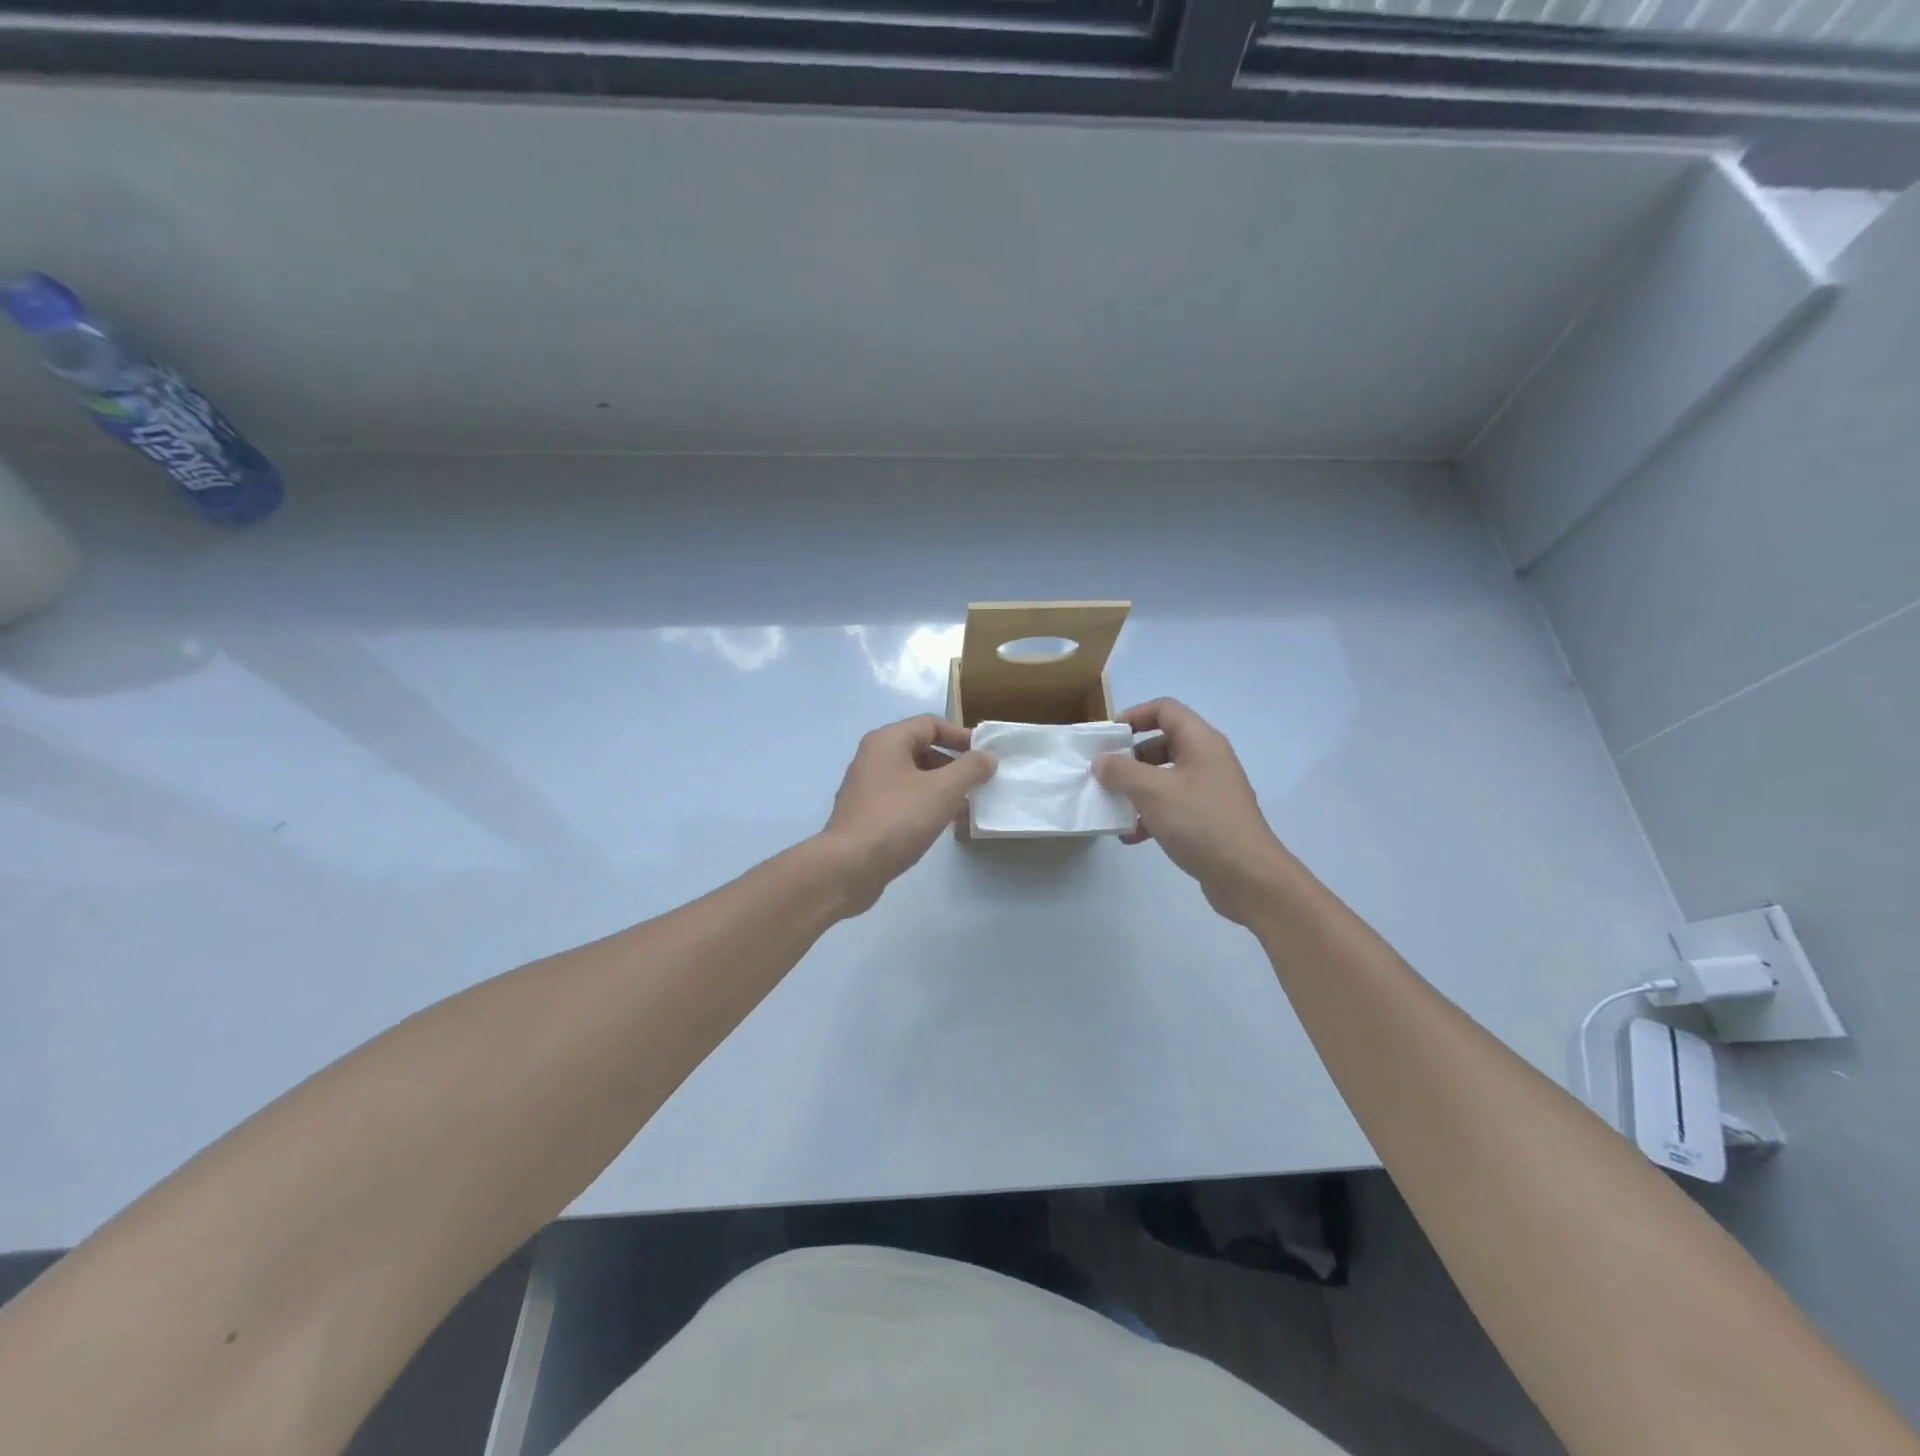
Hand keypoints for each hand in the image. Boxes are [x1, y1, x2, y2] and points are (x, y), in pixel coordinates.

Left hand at [819, 715, 995, 913]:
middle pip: (920, 749)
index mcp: (888, 741)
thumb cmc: (898, 819)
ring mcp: (866, 787)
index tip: (984, 757)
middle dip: (952, 764)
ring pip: (912, 777)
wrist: (849, 867)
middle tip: (977, 784)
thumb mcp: (943, 790)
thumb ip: (970, 769)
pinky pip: (901, 799)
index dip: (961, 736)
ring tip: (964, 807)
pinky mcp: (865, 814)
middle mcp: (873, 757)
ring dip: (940, 787)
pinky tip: (940, 825)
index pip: (930, 724)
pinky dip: (923, 804)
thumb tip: (987, 757)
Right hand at [1092, 698, 1294, 925]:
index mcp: (1201, 742)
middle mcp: (1208, 760)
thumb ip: (1121, 771)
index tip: (1108, 737)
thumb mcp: (1153, 792)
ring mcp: (1210, 791)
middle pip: (1163, 744)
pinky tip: (1131, 836)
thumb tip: (1102, 761)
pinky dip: (1150, 815)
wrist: (1248, 877)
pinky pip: (1172, 806)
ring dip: (1136, 789)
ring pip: (1164, 778)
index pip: (1165, 709)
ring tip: (1112, 807)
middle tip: (1105, 775)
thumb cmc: (1200, 823)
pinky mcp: (1208, 819)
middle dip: (1130, 758)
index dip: (1134, 715)